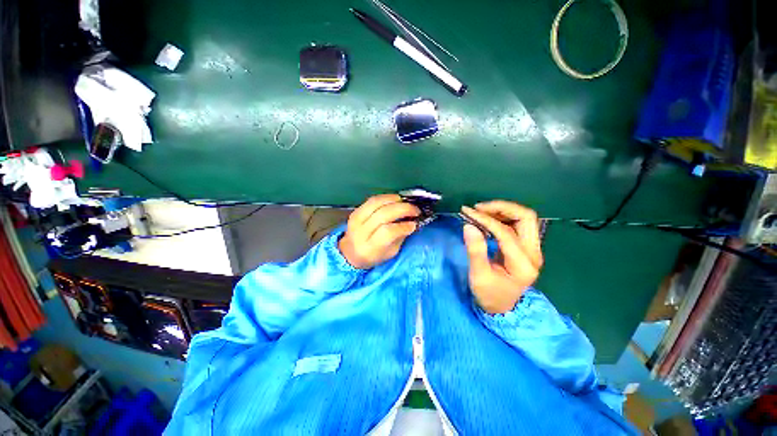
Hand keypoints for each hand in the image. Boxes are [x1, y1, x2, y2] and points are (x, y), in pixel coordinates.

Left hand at [339, 194, 419, 268]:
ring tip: (406, 203)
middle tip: (415, 210)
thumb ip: (400, 237)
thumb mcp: (390, 253)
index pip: (387, 232)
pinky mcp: (356, 211)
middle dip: (403, 209)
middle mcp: (360, 232)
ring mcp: (356, 219)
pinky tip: (396, 199)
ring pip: (377, 203)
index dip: (403, 226)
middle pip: (383, 215)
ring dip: (395, 200)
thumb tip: (412, 222)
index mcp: (369, 248)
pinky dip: (387, 197)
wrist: (350, 252)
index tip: (414, 224)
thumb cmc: (373, 255)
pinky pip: (373, 199)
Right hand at [461, 201, 543, 313]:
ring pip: (524, 218)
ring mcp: (533, 249)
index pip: (506, 232)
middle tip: (478, 208)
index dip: (486, 219)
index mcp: (523, 264)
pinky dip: (503, 216)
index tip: (468, 212)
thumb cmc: (489, 295)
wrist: (503, 307)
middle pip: (526, 217)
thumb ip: (475, 251)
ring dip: (503, 210)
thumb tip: (468, 225)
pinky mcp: (526, 247)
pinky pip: (518, 224)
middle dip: (501, 208)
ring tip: (481, 210)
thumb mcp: (479, 276)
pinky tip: (488, 217)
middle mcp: (534, 253)